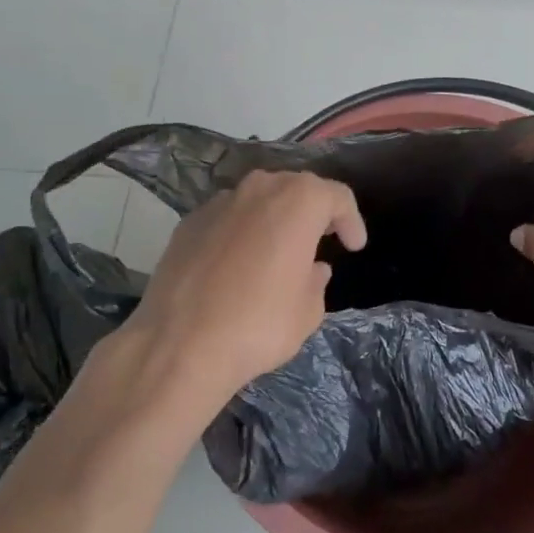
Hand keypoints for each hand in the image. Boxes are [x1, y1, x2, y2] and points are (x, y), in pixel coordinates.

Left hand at [102, 170, 366, 423]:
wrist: (180, 345)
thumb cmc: (259, 324)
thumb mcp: (308, 311)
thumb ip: (316, 281)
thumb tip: (313, 269)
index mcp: (298, 201)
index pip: (337, 196)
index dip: (351, 220)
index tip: (353, 247)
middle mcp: (259, 189)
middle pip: (296, 188)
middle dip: (313, 211)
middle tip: (321, 240)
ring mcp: (219, 202)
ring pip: (258, 199)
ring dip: (274, 217)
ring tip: (278, 250)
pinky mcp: (188, 222)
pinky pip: (227, 217)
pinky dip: (241, 231)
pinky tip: (238, 263)